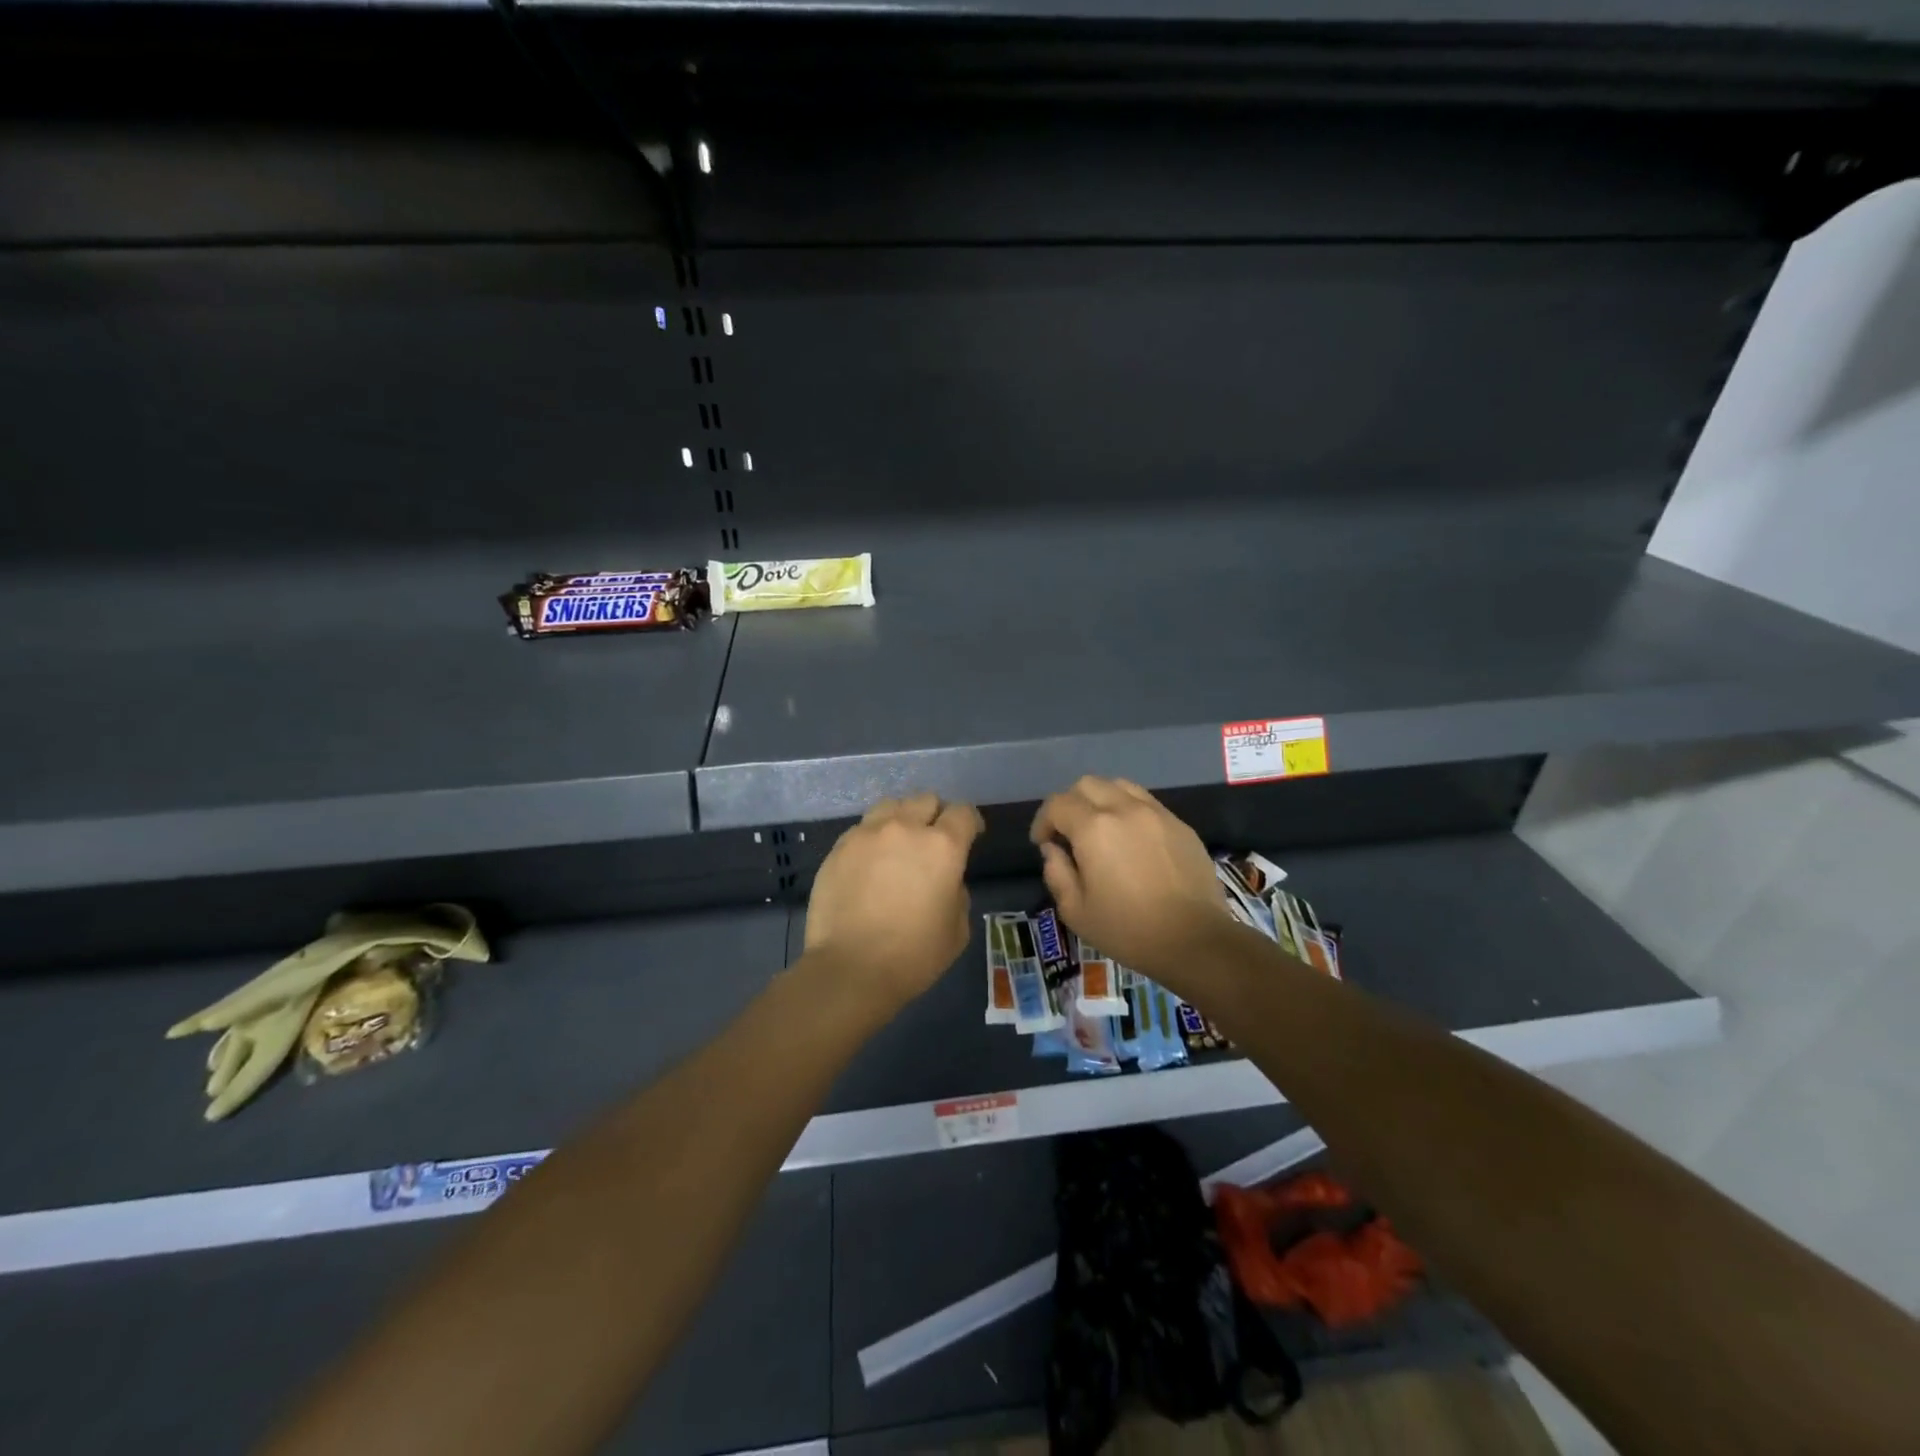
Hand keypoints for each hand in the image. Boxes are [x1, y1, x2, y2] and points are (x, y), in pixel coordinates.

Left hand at [803, 792, 983, 1011]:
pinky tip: (870, 862)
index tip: (971, 835)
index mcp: (942, 846)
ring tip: (899, 842)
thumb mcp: (957, 930)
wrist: (850, 969)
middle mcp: (905, 828)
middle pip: (925, 800)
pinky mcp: (839, 847)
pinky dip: (873, 838)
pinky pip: (862, 828)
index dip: (970, 821)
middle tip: (933, 839)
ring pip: (891, 805)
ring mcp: (867, 834)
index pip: (963, 813)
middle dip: (935, 815)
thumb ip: (957, 892)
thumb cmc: (913, 956)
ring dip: (902, 818)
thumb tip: (945, 881)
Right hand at [1030, 776, 1233, 983]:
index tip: (1042, 843)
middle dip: (1070, 804)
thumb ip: (1057, 873)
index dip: (1043, 821)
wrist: (1195, 940)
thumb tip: (1053, 849)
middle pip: (1087, 784)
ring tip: (1101, 829)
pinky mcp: (1180, 825)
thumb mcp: (1076, 911)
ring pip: (1119, 786)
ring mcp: (1157, 813)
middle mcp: (1124, 809)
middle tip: (1068, 833)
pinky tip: (1132, 839)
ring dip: (1101, 800)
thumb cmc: (1128, 930)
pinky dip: (1129, 810)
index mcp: (1094, 828)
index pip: (1057, 804)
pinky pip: (1146, 802)